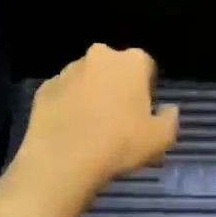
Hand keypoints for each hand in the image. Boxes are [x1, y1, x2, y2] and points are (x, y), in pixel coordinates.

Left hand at [14, 44, 180, 200]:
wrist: (62, 161)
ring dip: (91, 93)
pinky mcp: (45, 87)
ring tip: (91, 127)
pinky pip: (63, 93)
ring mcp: (68, 70)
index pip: (146, 66)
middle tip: (118, 118)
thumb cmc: (119, 144)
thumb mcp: (160, 139)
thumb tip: (169, 110)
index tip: (142, 111)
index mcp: (131, 61)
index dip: (146, 88)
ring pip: (86, 78)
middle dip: (117, 85)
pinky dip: (67, 106)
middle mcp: (100, 56)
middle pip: (114, 67)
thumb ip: (170, 119)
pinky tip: (69, 131)